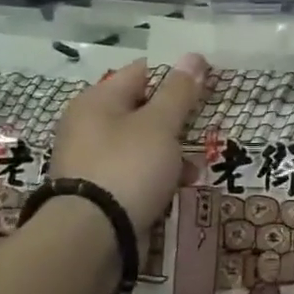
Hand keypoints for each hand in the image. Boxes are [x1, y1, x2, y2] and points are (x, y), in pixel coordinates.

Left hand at [50, 54, 205, 236]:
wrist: (91, 237)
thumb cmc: (127, 167)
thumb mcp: (160, 125)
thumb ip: (178, 92)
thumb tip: (193, 56)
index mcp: (97, 100)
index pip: (141, 72)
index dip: (174, 76)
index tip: (205, 86)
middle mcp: (88, 126)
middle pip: (141, 110)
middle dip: (174, 120)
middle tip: (203, 128)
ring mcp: (91, 161)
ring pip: (140, 145)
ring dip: (169, 153)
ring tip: (195, 167)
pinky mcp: (98, 192)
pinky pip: (133, 174)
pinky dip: (156, 178)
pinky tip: (177, 188)